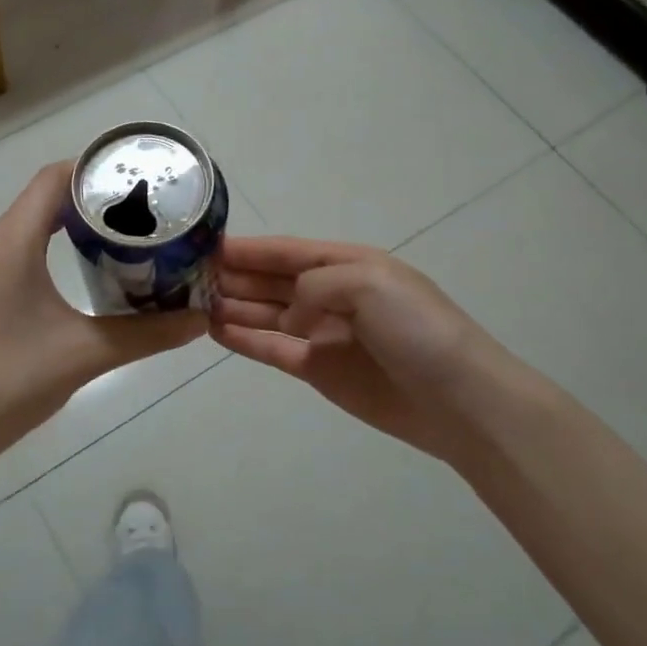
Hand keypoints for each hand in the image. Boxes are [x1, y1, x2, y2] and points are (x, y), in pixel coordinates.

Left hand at [0, 162, 206, 464]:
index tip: (139, 178)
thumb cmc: (7, 382)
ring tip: (122, 235)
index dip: (94, 169)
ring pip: (30, 226)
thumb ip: (146, 334)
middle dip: (92, 197)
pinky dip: (52, 249)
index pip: (52, 179)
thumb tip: (199, 322)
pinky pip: (19, 253)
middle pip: (42, 198)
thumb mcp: (85, 354)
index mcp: (10, 243)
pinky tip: (83, 273)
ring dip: (72, 224)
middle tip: (142, 209)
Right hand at [211, 236, 560, 461]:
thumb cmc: (416, 328)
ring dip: (233, 306)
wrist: (458, 399)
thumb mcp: (368, 282)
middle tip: (188, 277)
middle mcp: (331, 294)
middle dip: (235, 276)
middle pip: (272, 280)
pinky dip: (246, 339)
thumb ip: (314, 285)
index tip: (206, 246)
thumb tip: (287, 313)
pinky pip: (273, 349)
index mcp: (347, 264)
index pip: (287, 251)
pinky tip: (215, 330)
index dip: (250, 249)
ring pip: (267, 313)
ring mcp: (323, 333)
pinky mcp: (318, 370)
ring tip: (193, 303)